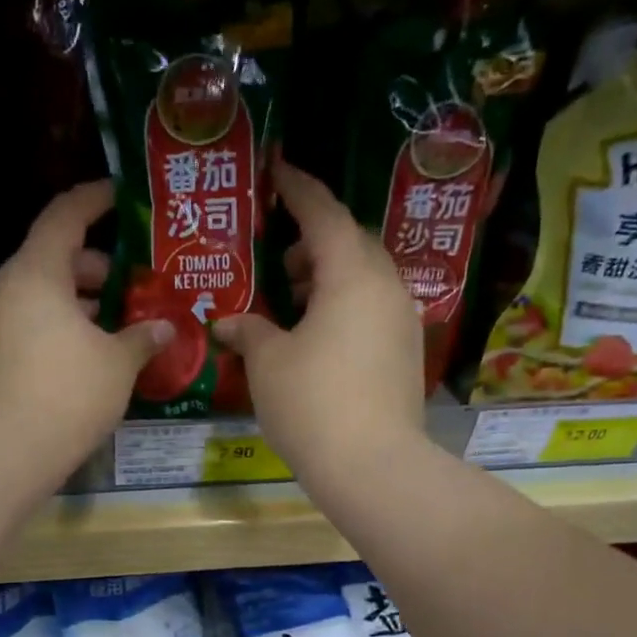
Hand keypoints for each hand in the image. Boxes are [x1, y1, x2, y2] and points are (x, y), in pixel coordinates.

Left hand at [0, 181, 172, 476]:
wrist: (7, 450)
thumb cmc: (69, 392)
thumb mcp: (117, 363)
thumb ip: (143, 338)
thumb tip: (164, 328)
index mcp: (37, 273)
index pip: (65, 216)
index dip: (95, 200)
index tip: (121, 196)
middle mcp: (7, 288)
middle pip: (53, 259)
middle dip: (95, 267)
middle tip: (133, 283)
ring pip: (41, 295)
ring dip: (79, 302)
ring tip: (118, 323)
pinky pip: (29, 323)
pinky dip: (59, 326)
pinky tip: (90, 353)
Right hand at [212, 161, 425, 482]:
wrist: (373, 466)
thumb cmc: (312, 403)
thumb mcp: (268, 364)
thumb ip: (249, 331)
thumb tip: (228, 323)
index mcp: (352, 274)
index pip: (324, 213)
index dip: (298, 189)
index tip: (277, 170)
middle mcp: (386, 286)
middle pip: (351, 243)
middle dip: (314, 241)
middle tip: (279, 257)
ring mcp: (403, 321)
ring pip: (365, 279)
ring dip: (329, 278)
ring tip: (292, 301)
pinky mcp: (407, 353)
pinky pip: (373, 310)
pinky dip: (345, 307)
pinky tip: (317, 337)